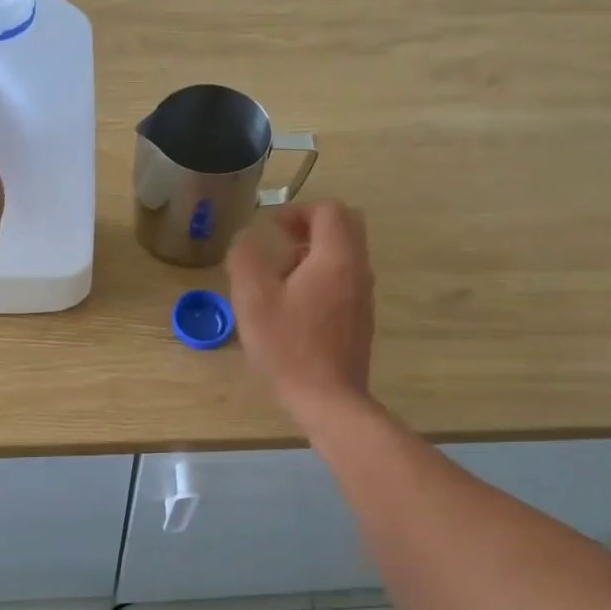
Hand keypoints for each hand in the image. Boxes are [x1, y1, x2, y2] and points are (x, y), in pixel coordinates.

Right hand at [229, 201, 374, 420]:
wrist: (328, 399)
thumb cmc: (288, 346)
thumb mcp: (253, 299)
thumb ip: (246, 258)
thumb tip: (247, 237)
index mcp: (335, 258)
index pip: (329, 211)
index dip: (299, 210)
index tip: (273, 226)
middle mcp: (358, 271)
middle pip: (346, 227)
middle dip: (312, 226)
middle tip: (281, 240)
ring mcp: (363, 296)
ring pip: (346, 255)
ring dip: (315, 252)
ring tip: (281, 276)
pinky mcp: (360, 319)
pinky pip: (345, 280)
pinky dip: (322, 276)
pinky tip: (294, 305)